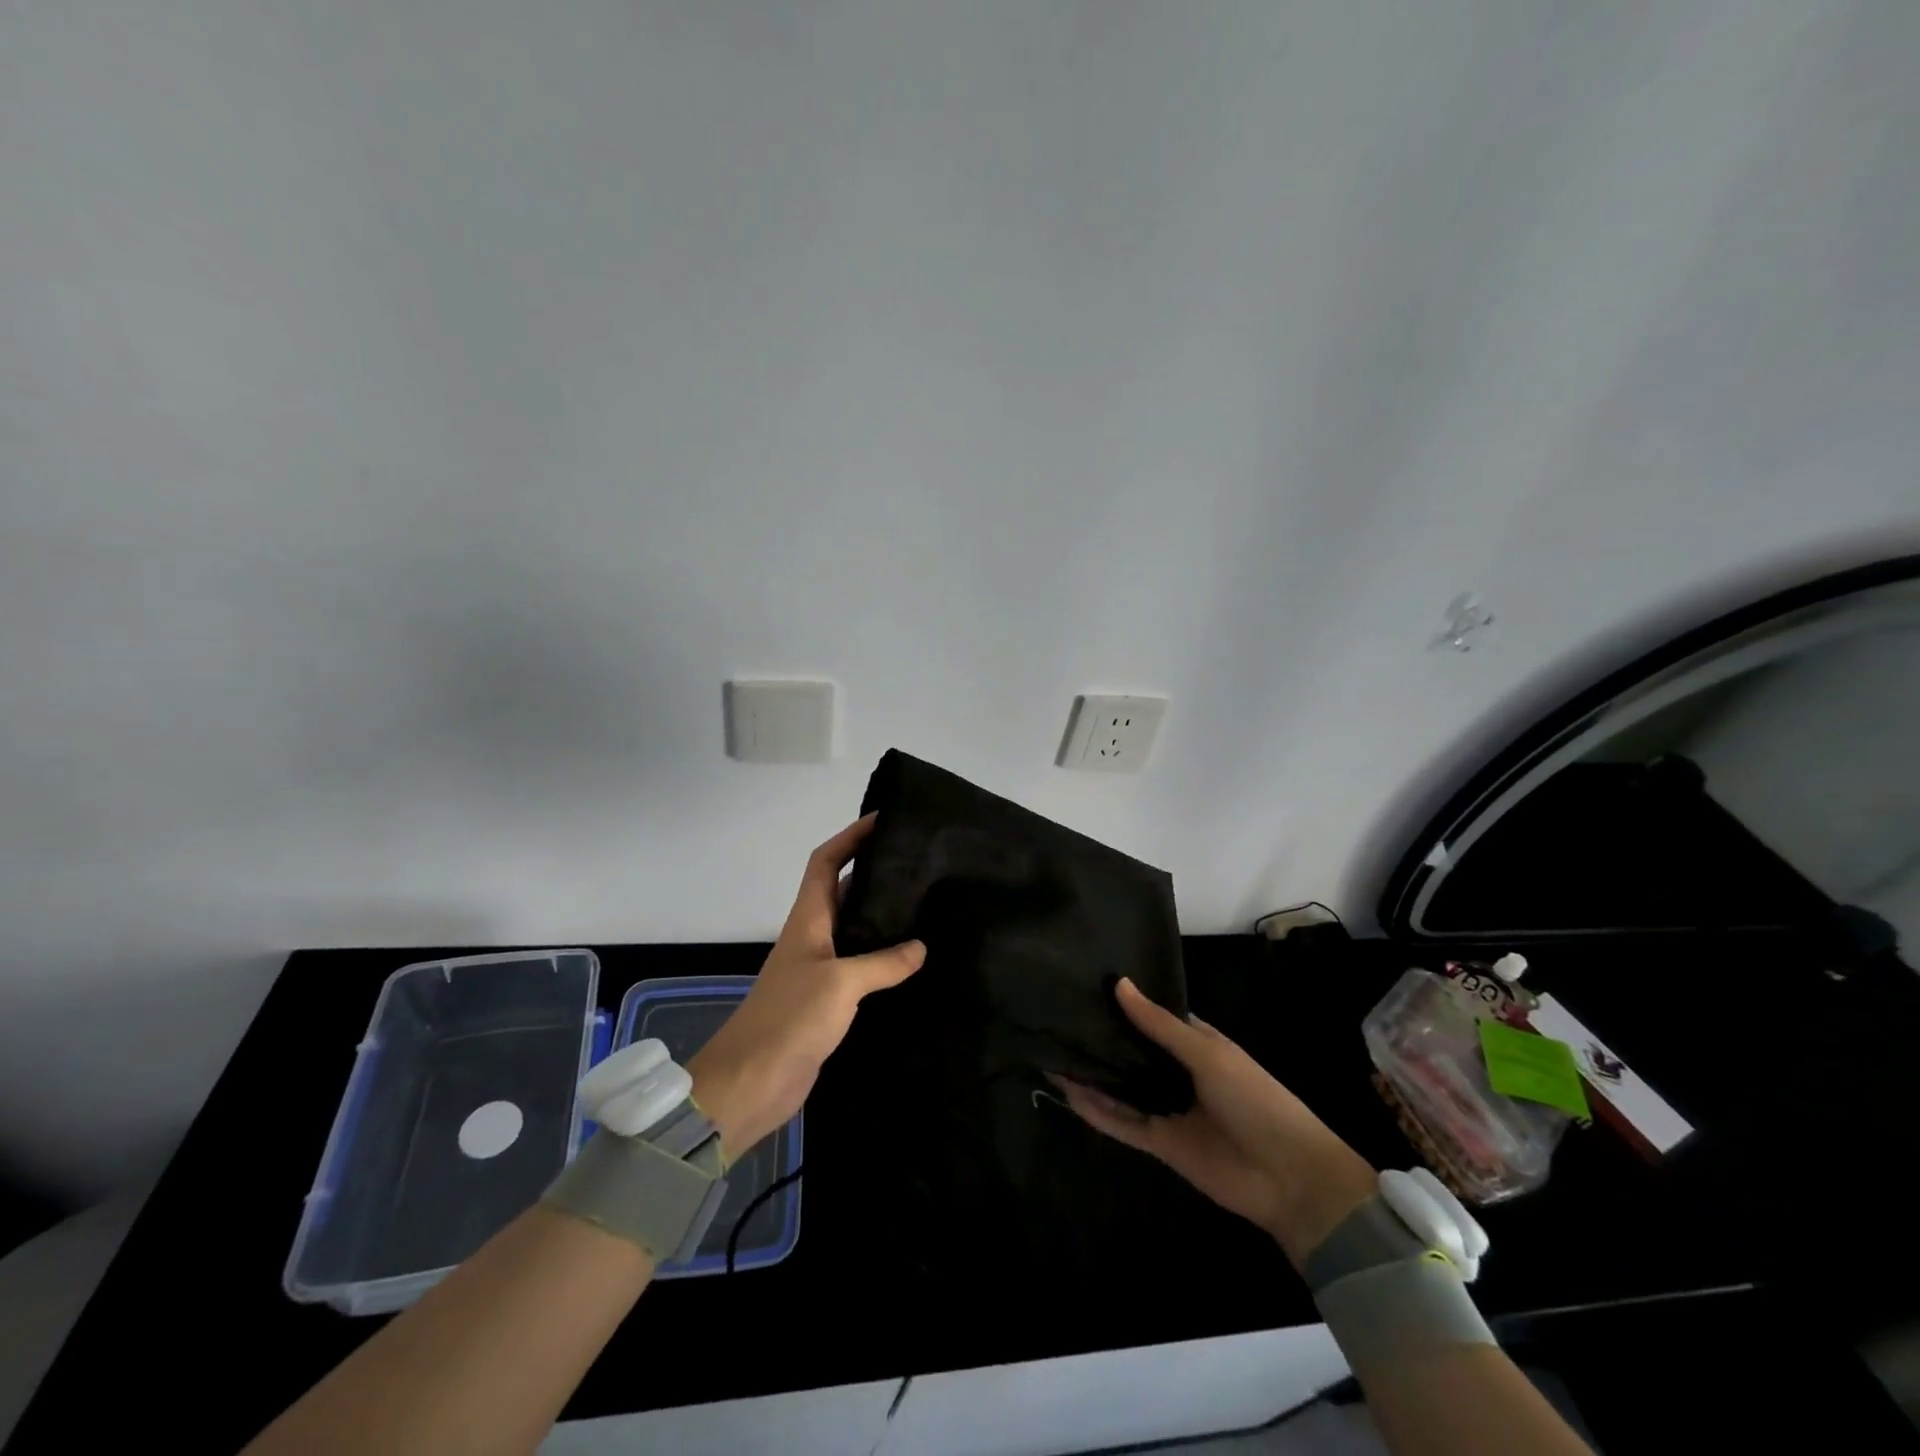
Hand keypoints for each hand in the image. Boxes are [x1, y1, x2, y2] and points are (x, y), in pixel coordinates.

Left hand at [687, 815, 924, 1160]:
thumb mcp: (840, 983)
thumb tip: (921, 946)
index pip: (826, 863)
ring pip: (855, 931)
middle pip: (843, 891)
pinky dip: (884, 960)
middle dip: (875, 873)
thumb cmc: (789, 1018)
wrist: (751, 1082)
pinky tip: (913, 965)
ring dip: (882, 918)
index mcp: (808, 920)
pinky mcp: (828, 1002)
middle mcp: (813, 937)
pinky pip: (861, 968)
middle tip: (919, 864)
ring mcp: (820, 970)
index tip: (882, 820)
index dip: (850, 837)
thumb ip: (883, 963)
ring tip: (926, 907)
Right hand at [1057, 978, 1376, 1267]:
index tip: (1087, 984)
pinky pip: (1122, 1122)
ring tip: (1051, 1050)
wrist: (1290, 1177)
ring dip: (1093, 1073)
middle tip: (1057, 1014)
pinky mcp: (1161, 1142)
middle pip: (1132, 1052)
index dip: (1124, 1004)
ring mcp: (1168, 1108)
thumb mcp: (1208, 1054)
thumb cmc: (1255, 1099)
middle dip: (1102, 1037)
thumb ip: (1159, 1025)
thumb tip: (1118, 984)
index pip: (1153, 1018)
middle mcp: (1177, 1072)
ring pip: (1121, 1087)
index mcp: (1196, 1045)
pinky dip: (1096, 1109)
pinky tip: (1067, 1090)